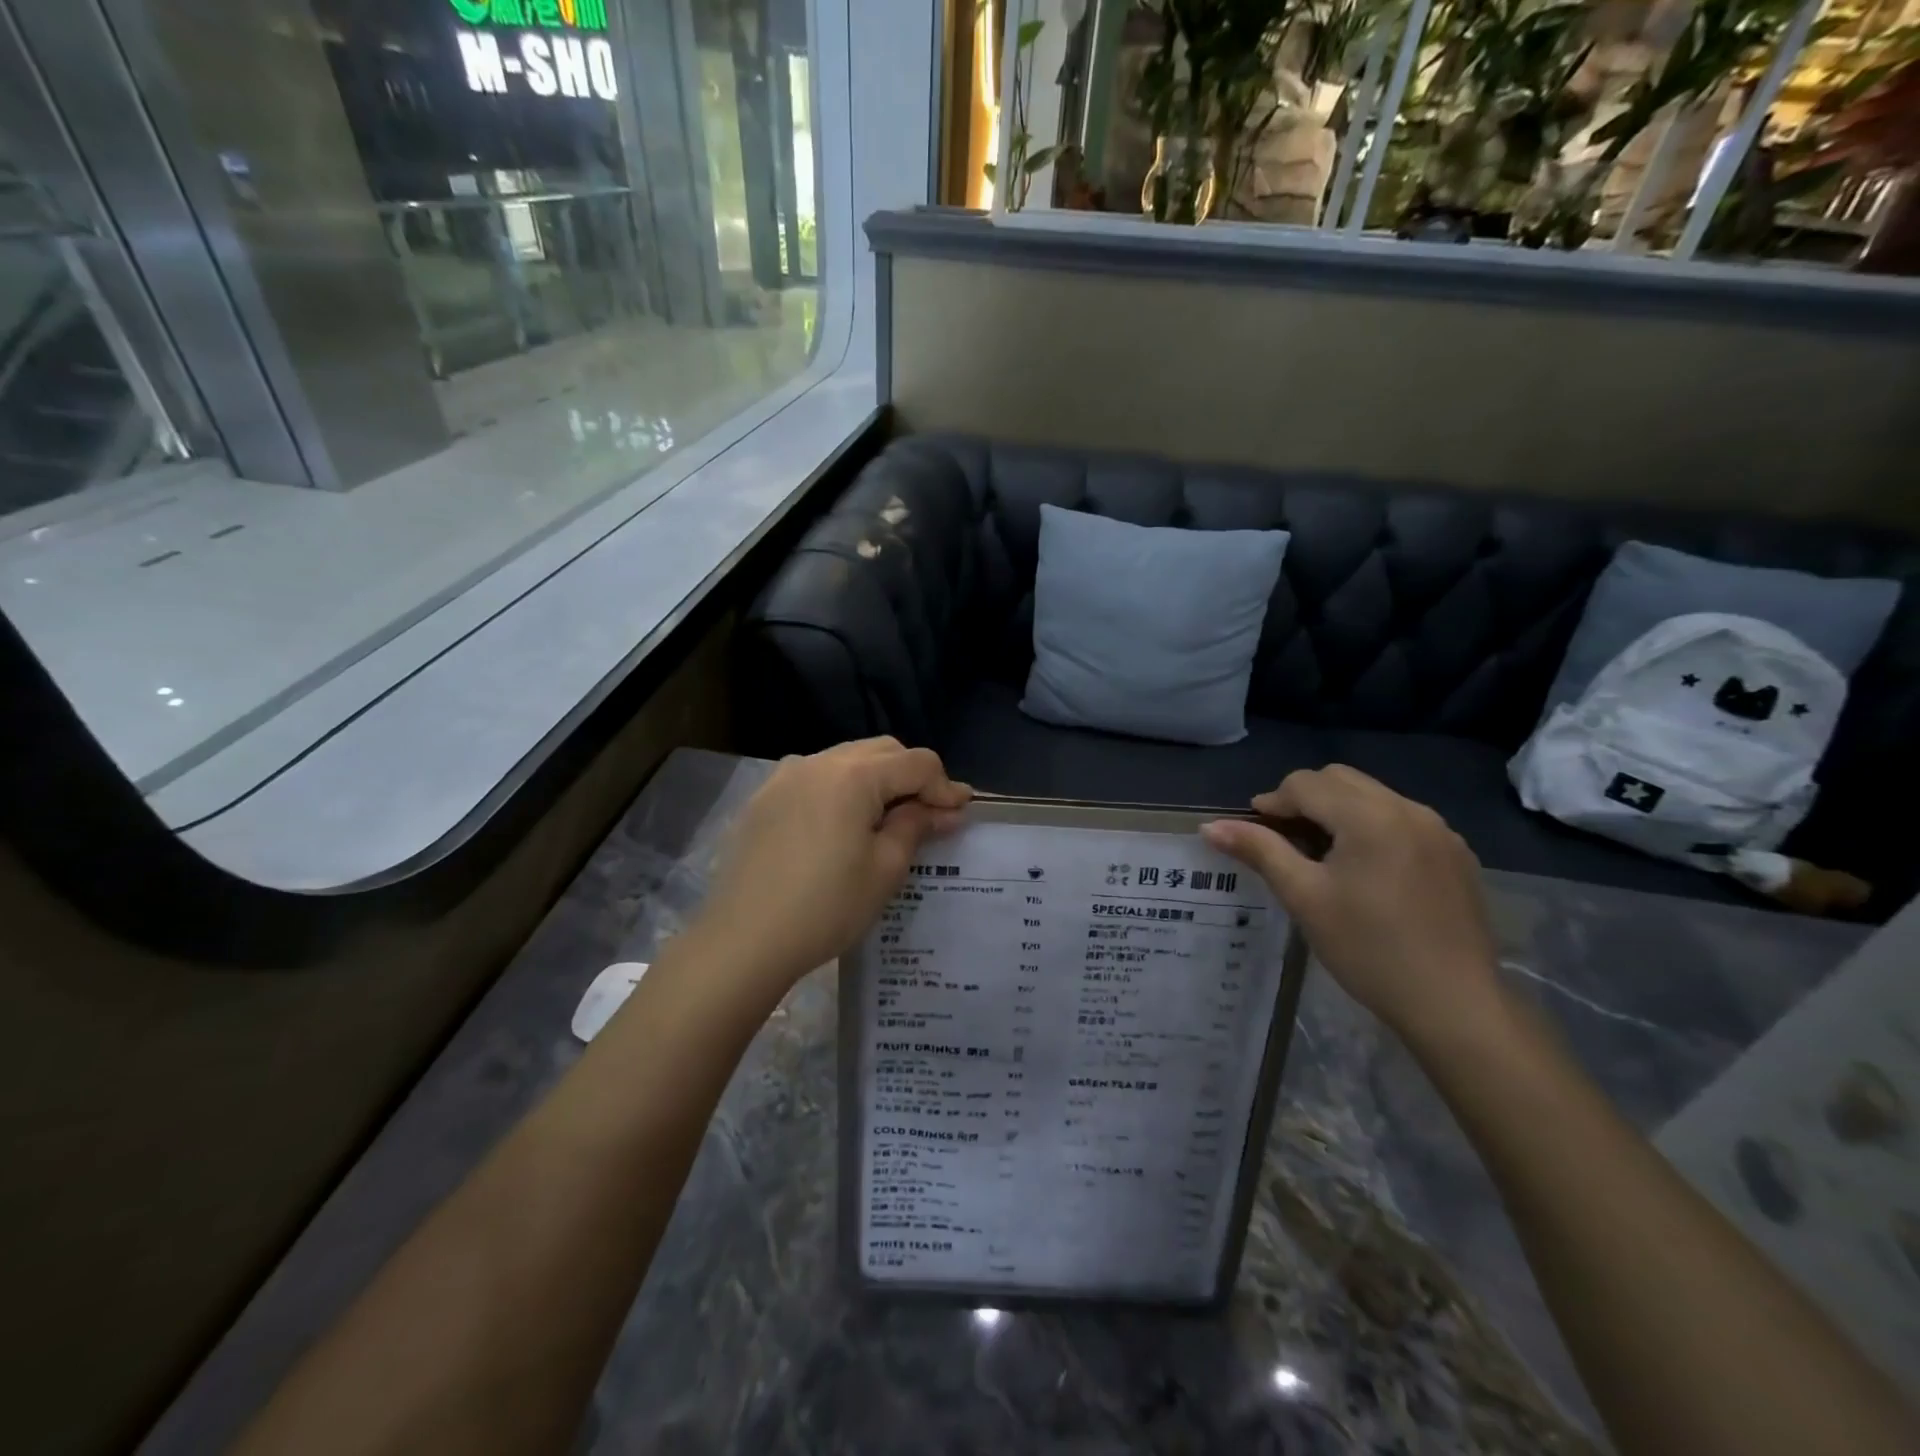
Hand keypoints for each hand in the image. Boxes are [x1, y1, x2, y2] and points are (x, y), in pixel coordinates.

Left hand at [694, 738, 970, 997]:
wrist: (743, 939)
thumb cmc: (825, 906)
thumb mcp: (884, 869)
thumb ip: (916, 826)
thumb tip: (945, 808)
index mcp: (854, 775)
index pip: (917, 762)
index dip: (944, 786)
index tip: (960, 814)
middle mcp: (819, 761)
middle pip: (882, 751)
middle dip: (912, 776)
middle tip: (928, 815)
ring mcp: (786, 776)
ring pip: (847, 760)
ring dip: (876, 780)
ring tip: (887, 819)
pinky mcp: (764, 798)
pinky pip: (815, 777)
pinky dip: (841, 789)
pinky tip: (842, 825)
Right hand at [1201, 766, 1501, 1045]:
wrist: (1454, 1004)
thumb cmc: (1368, 949)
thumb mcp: (1304, 898)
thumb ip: (1259, 851)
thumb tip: (1209, 826)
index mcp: (1369, 816)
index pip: (1305, 783)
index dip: (1272, 802)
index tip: (1255, 831)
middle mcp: (1408, 809)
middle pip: (1340, 779)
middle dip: (1305, 798)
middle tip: (1285, 838)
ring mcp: (1439, 830)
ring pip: (1373, 795)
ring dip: (1339, 810)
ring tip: (1323, 853)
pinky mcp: (1457, 854)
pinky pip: (1403, 819)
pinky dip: (1373, 827)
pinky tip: (1367, 870)